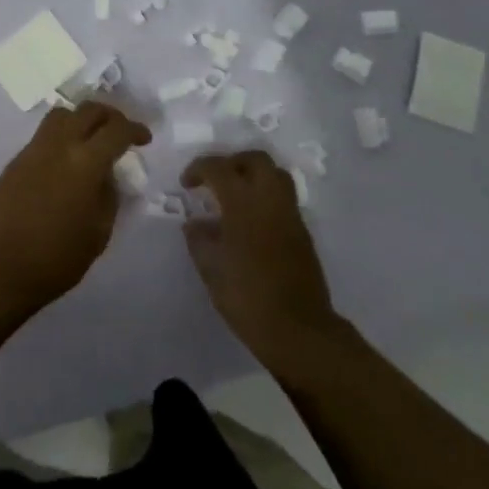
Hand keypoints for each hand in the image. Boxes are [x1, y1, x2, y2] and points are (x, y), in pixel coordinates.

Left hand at [0, 101, 150, 318]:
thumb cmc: (56, 257)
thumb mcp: (99, 232)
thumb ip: (109, 196)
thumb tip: (107, 177)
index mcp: (85, 162)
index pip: (116, 130)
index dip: (135, 130)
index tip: (144, 139)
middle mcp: (59, 145)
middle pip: (88, 110)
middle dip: (110, 116)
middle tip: (120, 133)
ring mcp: (33, 150)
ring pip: (62, 115)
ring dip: (82, 120)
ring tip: (91, 140)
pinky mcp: (16, 161)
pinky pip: (44, 135)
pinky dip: (62, 136)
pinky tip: (66, 162)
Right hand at [182, 151, 342, 370]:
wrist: (298, 328)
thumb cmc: (247, 298)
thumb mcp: (211, 270)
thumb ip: (200, 240)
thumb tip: (195, 223)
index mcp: (244, 204)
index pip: (219, 168)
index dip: (199, 169)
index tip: (187, 183)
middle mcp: (270, 200)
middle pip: (255, 159)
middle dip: (231, 162)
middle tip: (214, 181)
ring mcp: (290, 214)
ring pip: (275, 174)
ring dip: (253, 174)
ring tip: (234, 195)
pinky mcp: (302, 230)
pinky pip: (283, 197)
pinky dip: (265, 195)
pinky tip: (250, 219)